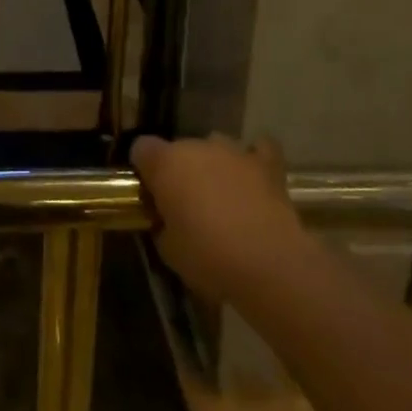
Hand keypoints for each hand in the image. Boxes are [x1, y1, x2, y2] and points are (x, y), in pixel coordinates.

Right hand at [131, 134, 306, 304]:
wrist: (270, 265)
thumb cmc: (209, 258)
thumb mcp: (169, 250)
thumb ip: (161, 224)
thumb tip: (164, 217)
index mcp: (165, 163)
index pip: (141, 148)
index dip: (143, 169)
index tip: (150, 194)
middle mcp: (195, 146)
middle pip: (179, 149)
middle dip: (180, 171)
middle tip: (187, 205)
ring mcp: (233, 150)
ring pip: (214, 147)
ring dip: (213, 167)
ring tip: (222, 198)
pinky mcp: (265, 163)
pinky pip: (258, 149)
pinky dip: (254, 160)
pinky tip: (254, 177)